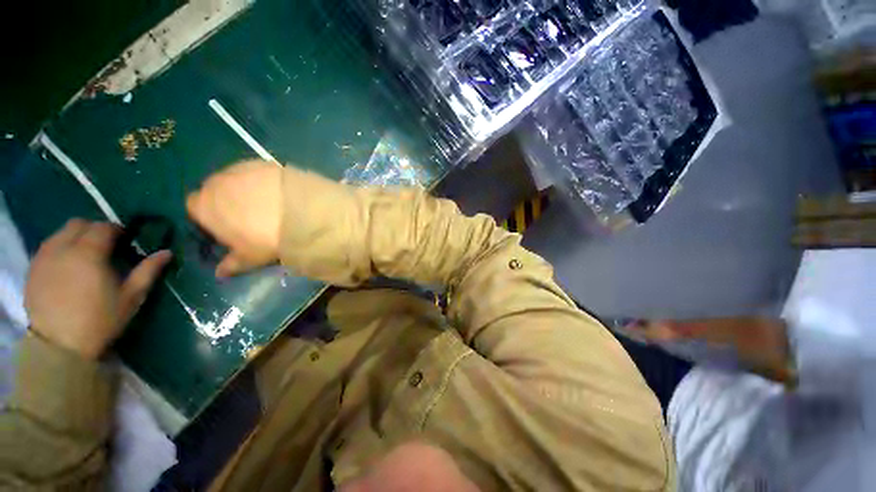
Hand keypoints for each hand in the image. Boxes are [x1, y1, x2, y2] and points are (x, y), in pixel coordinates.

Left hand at [25, 219, 171, 358]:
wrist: (60, 346)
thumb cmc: (100, 320)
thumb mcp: (131, 297)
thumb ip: (148, 271)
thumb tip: (167, 252)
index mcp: (89, 253)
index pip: (103, 227)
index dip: (117, 230)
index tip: (125, 241)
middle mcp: (63, 248)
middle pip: (78, 224)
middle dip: (94, 230)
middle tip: (106, 246)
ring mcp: (44, 257)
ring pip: (60, 233)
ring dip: (75, 238)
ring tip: (85, 256)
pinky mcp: (33, 268)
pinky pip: (48, 247)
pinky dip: (60, 248)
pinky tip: (67, 265)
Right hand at [186, 160, 282, 276]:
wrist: (300, 213)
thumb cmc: (266, 239)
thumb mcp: (249, 257)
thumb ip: (231, 265)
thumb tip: (220, 273)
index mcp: (204, 205)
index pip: (195, 207)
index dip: (208, 216)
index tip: (225, 226)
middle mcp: (216, 182)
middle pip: (215, 189)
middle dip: (226, 200)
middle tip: (249, 215)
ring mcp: (240, 168)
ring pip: (236, 178)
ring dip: (245, 188)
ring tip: (268, 202)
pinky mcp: (264, 163)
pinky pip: (257, 171)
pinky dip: (264, 179)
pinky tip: (280, 191)